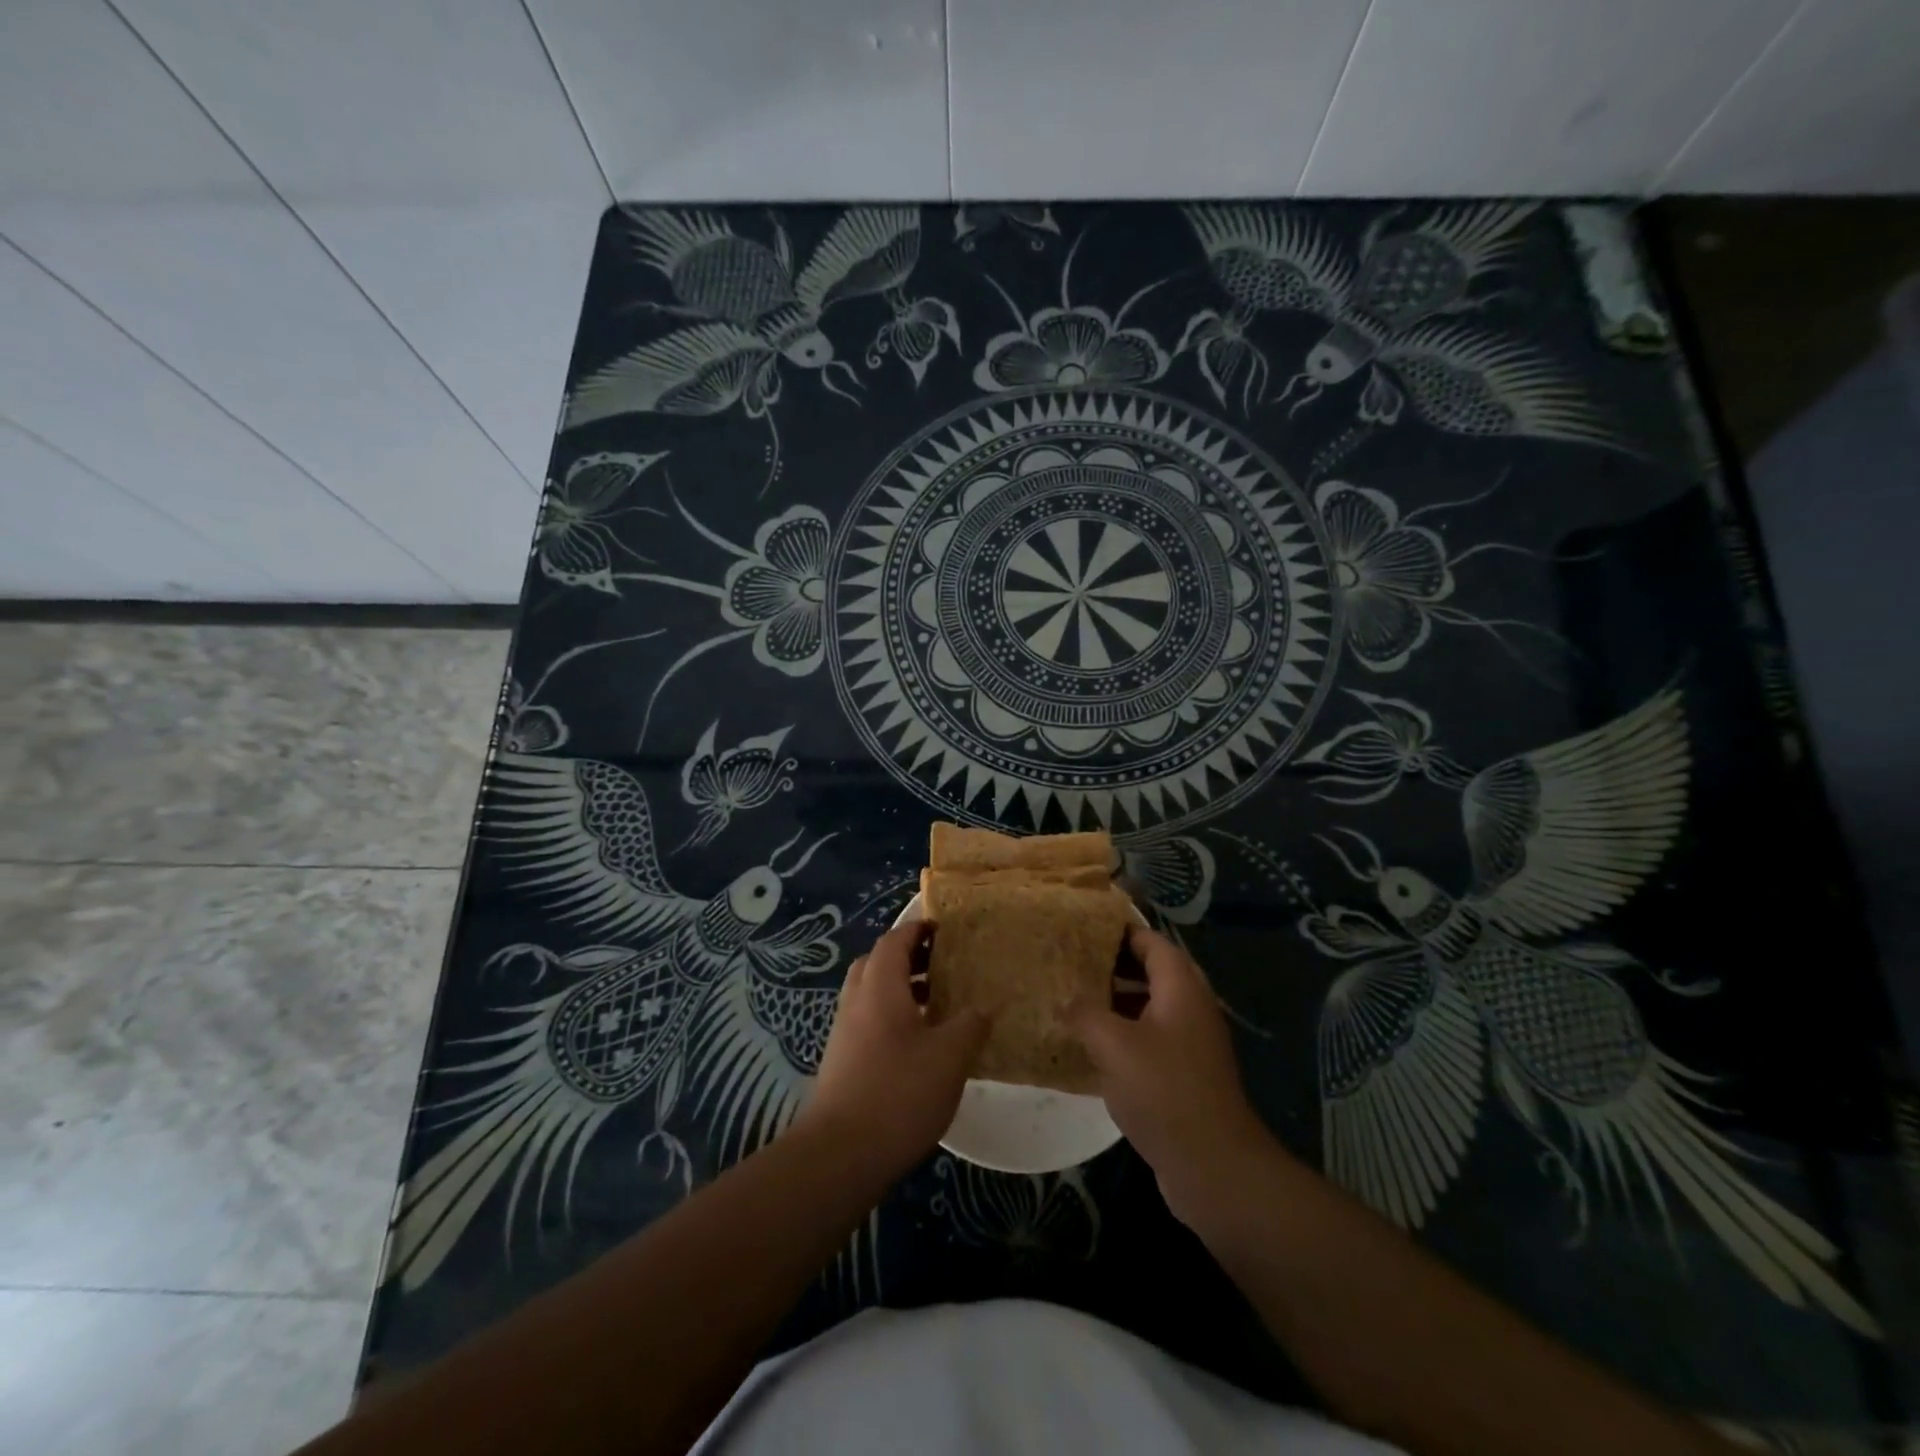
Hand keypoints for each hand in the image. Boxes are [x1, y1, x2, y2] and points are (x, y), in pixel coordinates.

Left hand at [794, 922, 989, 1177]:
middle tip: (942, 965)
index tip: (943, 929)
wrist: (840, 1154)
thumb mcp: (949, 1057)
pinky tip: (919, 1045)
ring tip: (937, 1004)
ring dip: (901, 989)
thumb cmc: (898, 1093)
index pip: (895, 940)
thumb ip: (970, 1026)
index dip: (918, 929)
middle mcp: (857, 1000)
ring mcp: (845, 1032)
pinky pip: (869, 1021)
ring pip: (872, 994)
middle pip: (878, 963)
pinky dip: (892, 1017)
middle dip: (908, 958)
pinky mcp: (842, 1061)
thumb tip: (981, 1009)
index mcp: (880, 986)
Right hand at [1064, 925, 1269, 1226]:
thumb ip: (1086, 1013)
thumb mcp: (1113, 1045)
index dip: (1118, 931)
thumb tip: (1067, 999)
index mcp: (1181, 987)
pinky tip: (1092, 1046)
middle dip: (1113, 965)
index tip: (1082, 927)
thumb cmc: (1163, 1090)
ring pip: (1150, 1006)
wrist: (1213, 1165)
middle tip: (1071, 962)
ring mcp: (1191, 1042)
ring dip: (1116, 1001)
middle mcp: (1191, 1007)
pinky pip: (1151, 1038)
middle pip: (1151, 971)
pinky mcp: (1186, 1073)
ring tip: (1074, 999)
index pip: (1150, 941)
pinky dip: (1124, 1033)